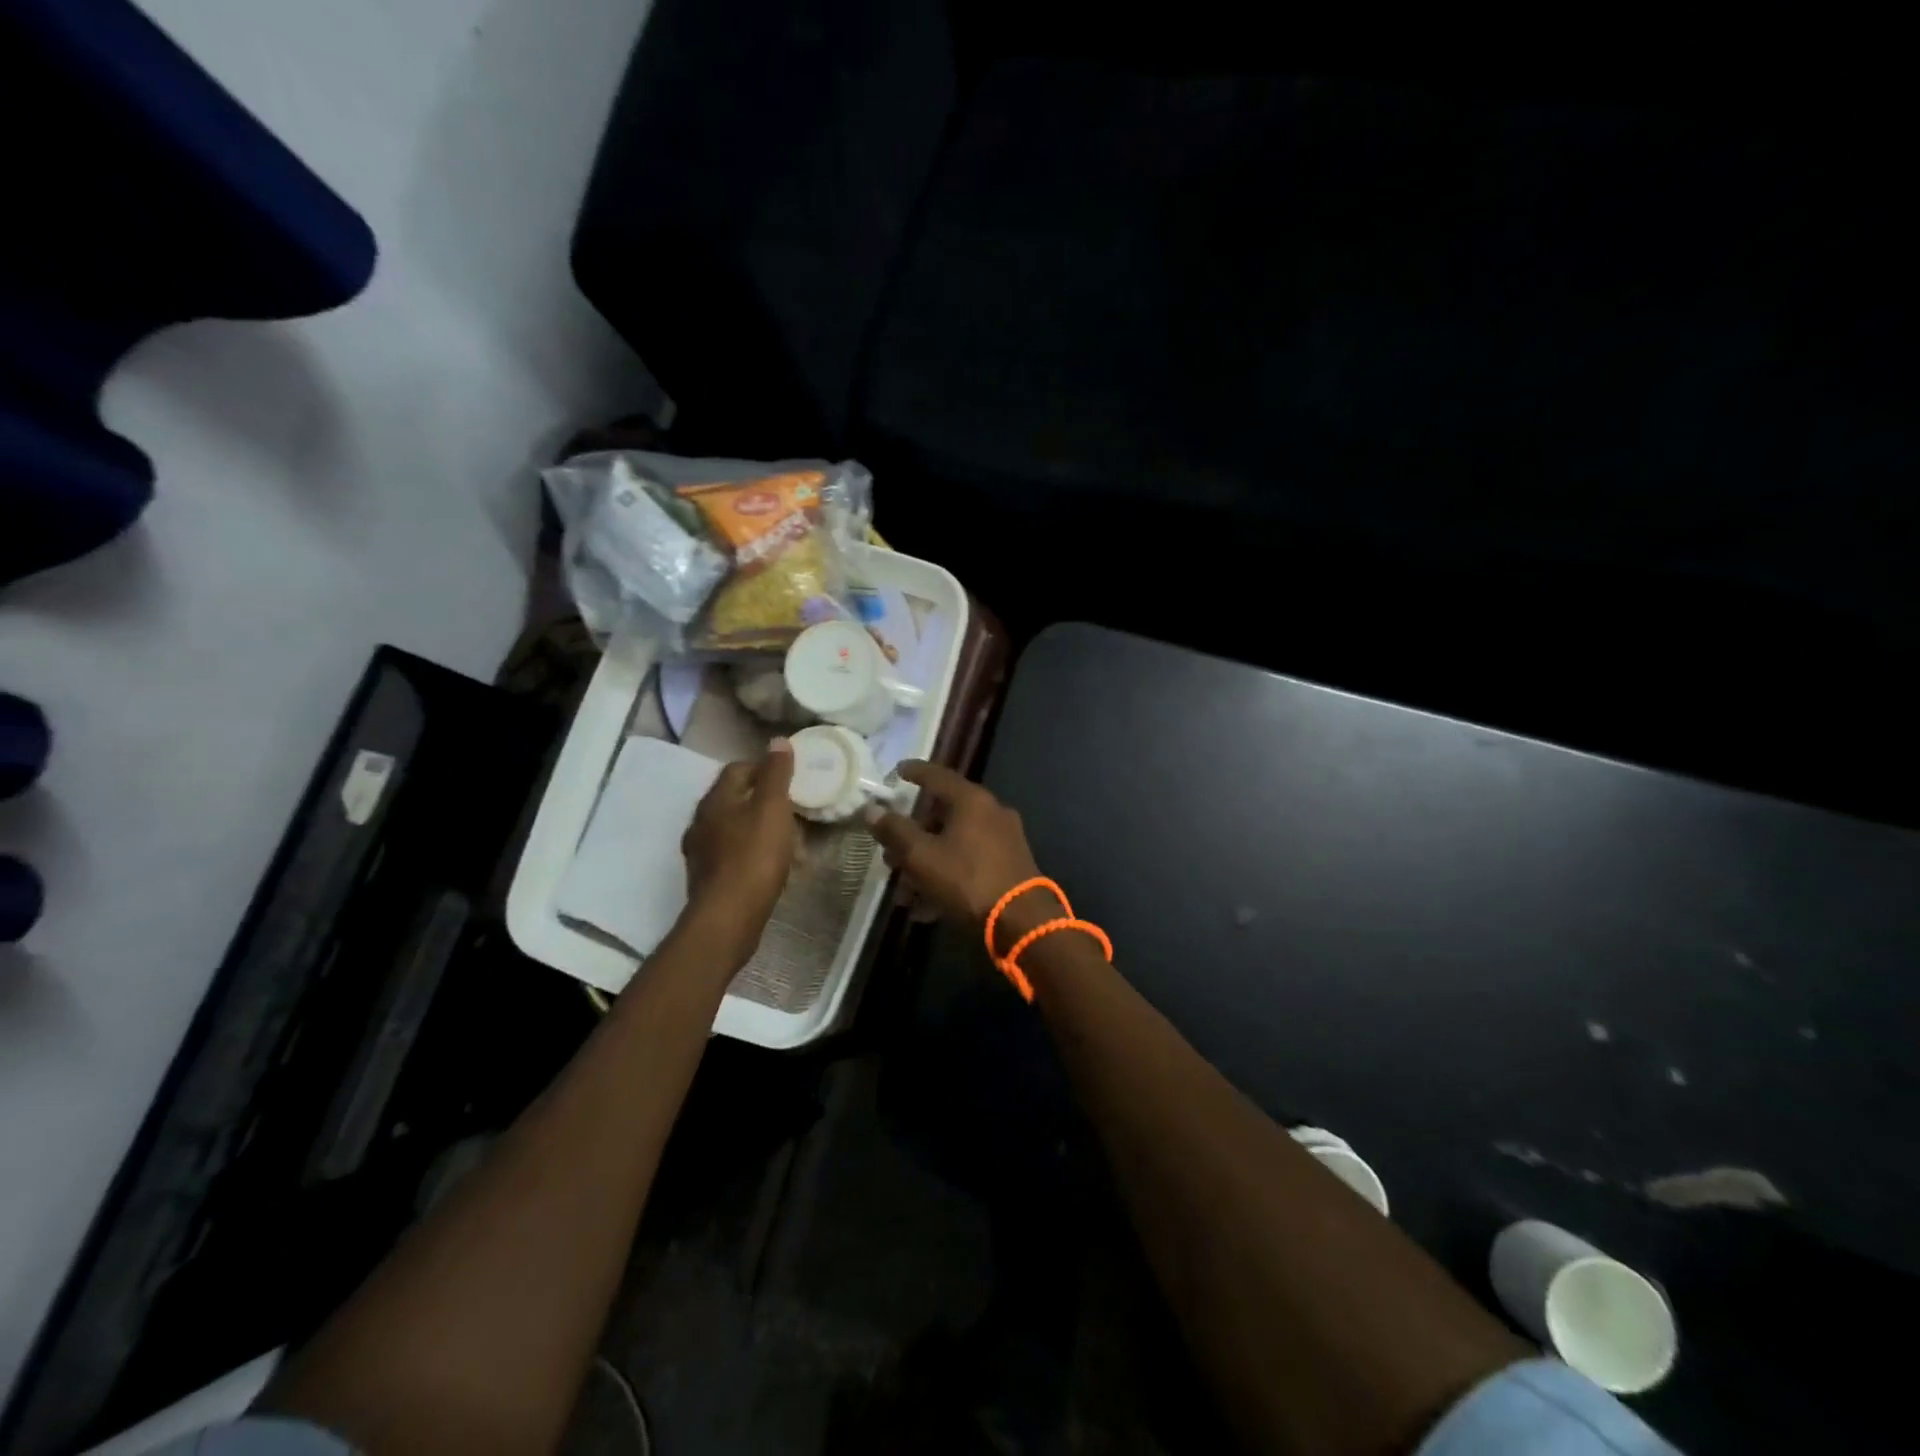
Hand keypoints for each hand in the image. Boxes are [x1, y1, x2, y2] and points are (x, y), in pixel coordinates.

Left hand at [680, 740, 796, 963]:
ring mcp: (701, 852)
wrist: (728, 917)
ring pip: (733, 828)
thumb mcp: (772, 808)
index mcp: (715, 800)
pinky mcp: (707, 878)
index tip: (789, 779)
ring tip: (786, 840)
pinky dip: (751, 852)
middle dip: (762, 800)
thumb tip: (777, 740)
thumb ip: (776, 774)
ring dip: (757, 828)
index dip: (764, 768)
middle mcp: (701, 822)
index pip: (738, 769)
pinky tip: (770, 865)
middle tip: (791, 809)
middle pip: (734, 799)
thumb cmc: (753, 856)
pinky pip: (732, 854)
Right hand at [870, 763, 1045, 944]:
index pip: (937, 775)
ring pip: (954, 844)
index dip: (914, 772)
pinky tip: (926, 908)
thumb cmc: (967, 880)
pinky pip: (969, 863)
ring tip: (904, 893)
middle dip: (913, 837)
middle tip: (890, 854)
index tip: (897, 771)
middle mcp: (991, 812)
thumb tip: (871, 808)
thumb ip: (895, 831)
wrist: (1022, 921)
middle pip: (943, 815)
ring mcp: (1004, 839)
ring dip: (926, 864)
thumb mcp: (922, 856)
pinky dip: (947, 877)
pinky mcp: (1010, 865)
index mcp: (971, 800)